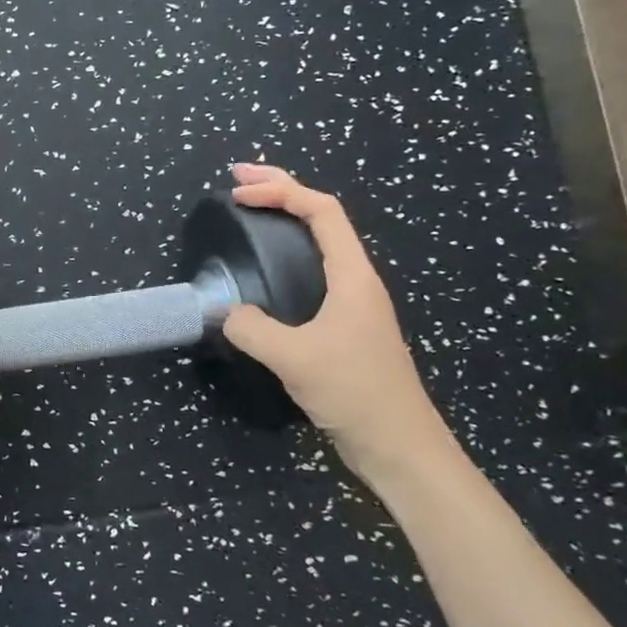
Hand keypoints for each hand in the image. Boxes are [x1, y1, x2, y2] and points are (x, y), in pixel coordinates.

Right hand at [221, 164, 453, 486]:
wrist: (400, 447)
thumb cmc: (354, 392)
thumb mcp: (294, 358)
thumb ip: (252, 328)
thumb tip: (226, 312)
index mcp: (353, 276)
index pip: (321, 211)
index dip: (280, 191)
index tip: (238, 192)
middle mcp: (356, 281)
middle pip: (321, 217)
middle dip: (281, 190)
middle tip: (238, 179)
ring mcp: (352, 304)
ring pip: (318, 243)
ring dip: (285, 219)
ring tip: (250, 210)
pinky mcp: (345, 327)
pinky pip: (313, 271)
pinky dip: (286, 254)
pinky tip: (266, 270)